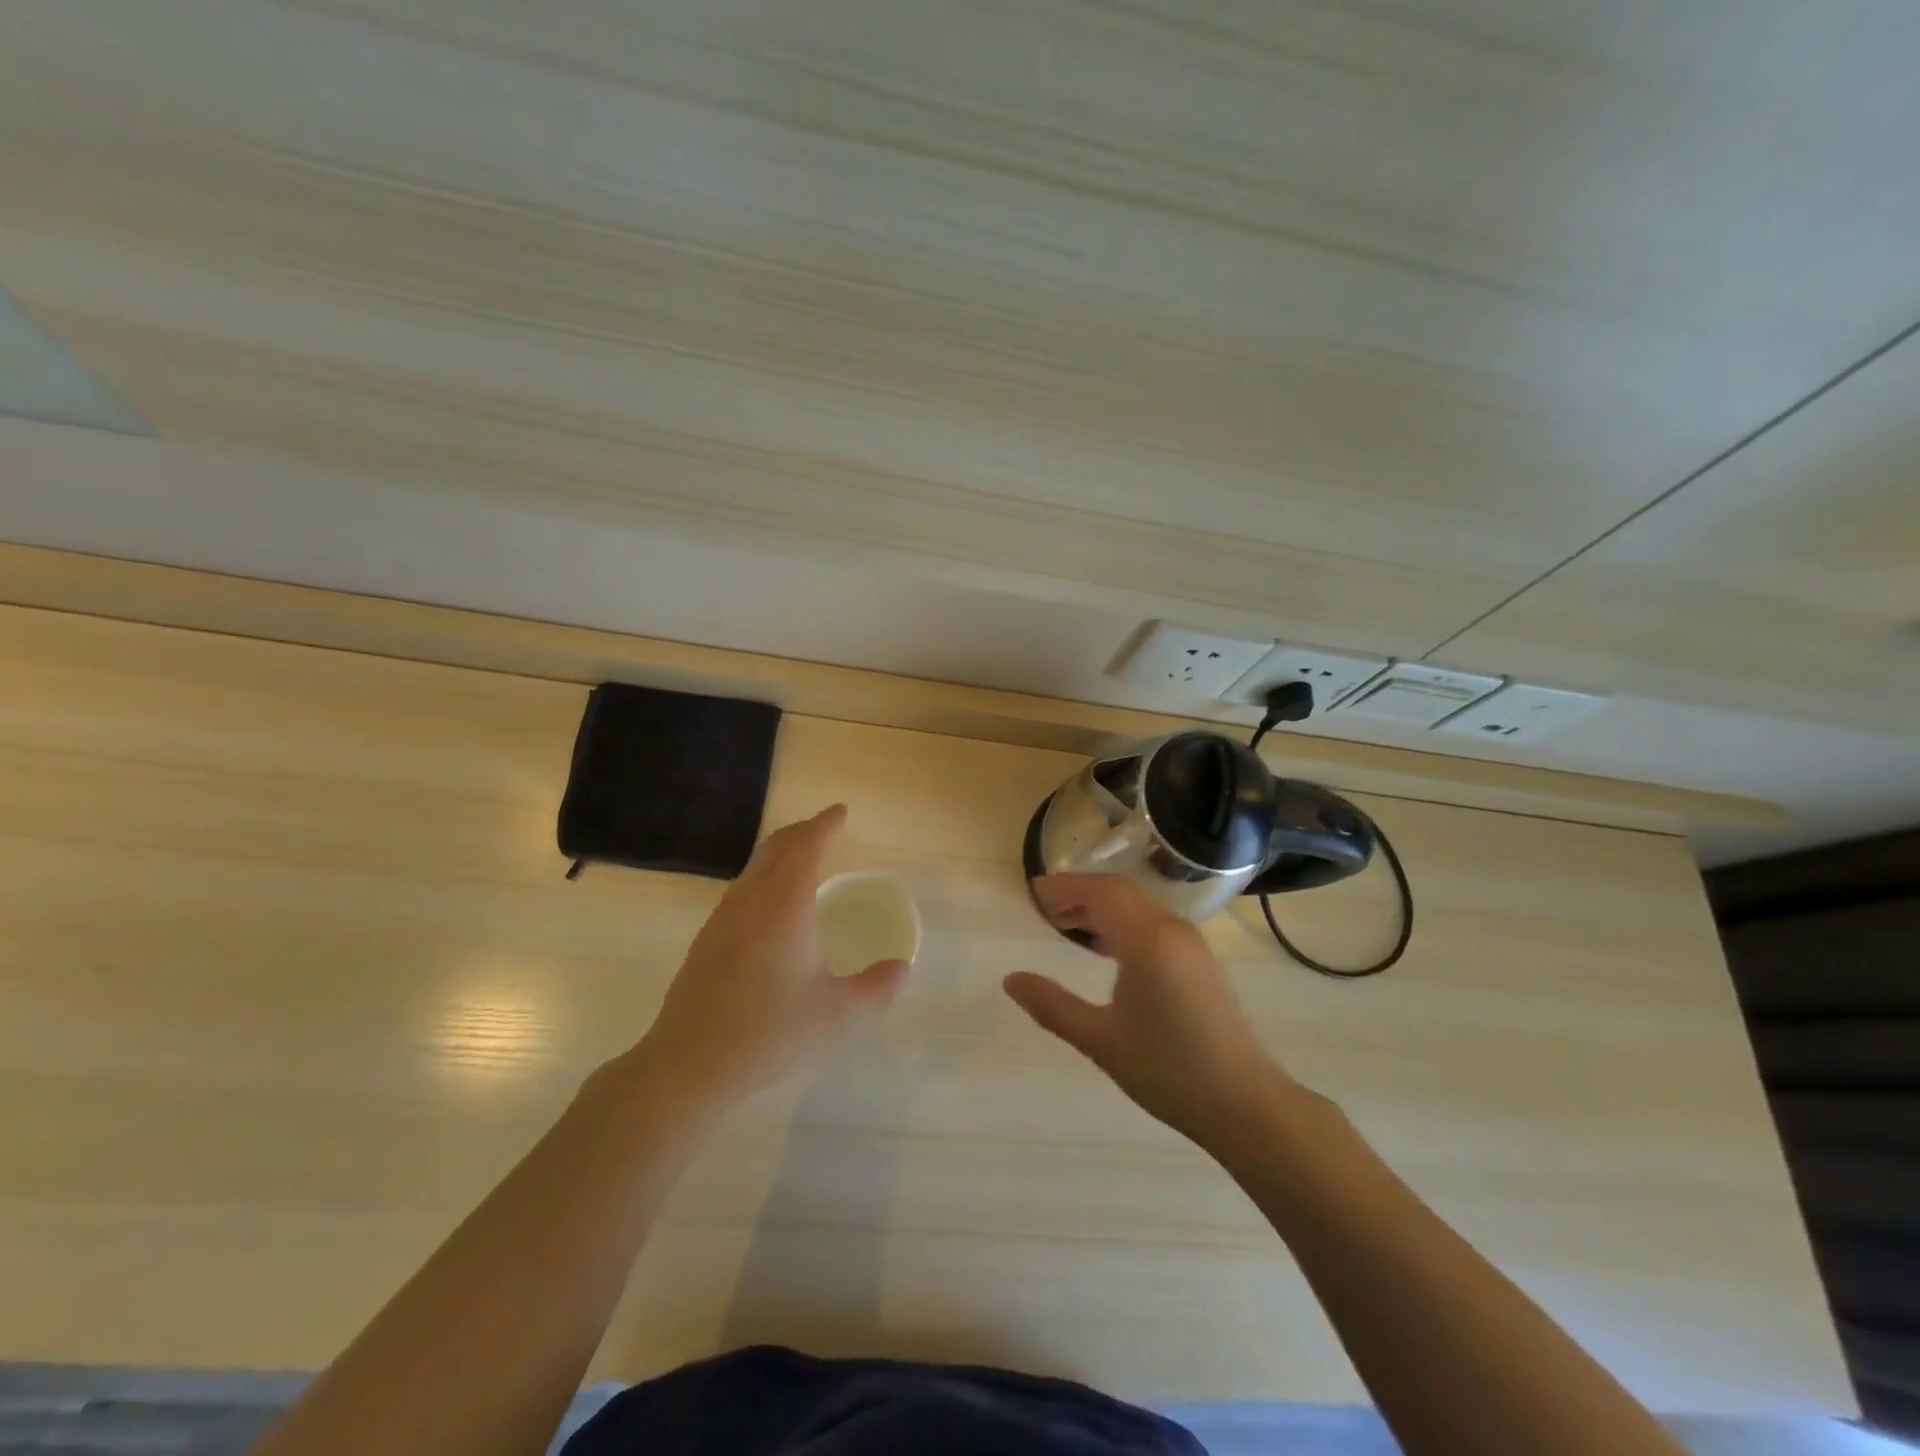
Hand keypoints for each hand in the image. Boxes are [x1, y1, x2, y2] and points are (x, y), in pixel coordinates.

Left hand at [635, 805, 908, 1109]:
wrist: (687, 1064)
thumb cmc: (768, 1033)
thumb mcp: (837, 1016)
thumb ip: (877, 989)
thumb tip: (902, 968)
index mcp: (784, 906)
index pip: (806, 847)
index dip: (825, 825)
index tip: (840, 812)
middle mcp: (751, 901)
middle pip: (776, 847)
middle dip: (803, 831)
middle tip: (826, 828)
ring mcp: (722, 919)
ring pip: (754, 867)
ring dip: (781, 852)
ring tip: (802, 859)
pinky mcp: (707, 940)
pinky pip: (741, 888)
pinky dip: (764, 876)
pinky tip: (771, 905)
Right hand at [1004, 874, 1293, 1145]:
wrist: (1245, 1103)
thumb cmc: (1167, 1070)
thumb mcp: (1100, 1040)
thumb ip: (1052, 1005)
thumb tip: (1011, 980)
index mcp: (1147, 940)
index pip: (1100, 893)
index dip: (1065, 887)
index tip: (1034, 892)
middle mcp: (1172, 929)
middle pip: (1120, 893)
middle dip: (1081, 893)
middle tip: (1047, 908)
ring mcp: (1192, 944)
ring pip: (1140, 907)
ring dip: (1104, 907)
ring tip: (1069, 925)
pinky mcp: (1201, 961)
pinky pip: (1155, 923)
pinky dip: (1125, 922)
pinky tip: (1109, 949)